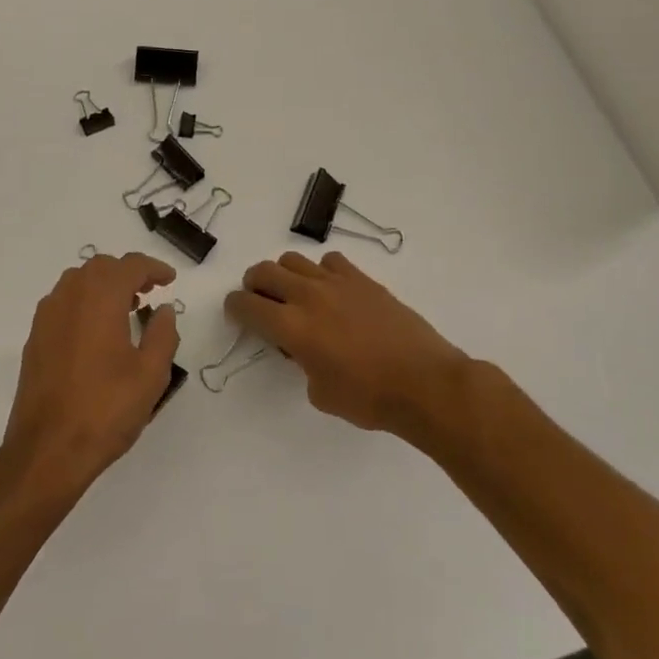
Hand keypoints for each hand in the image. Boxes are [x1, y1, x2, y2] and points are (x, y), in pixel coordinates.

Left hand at [0, 252, 181, 505]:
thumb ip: (163, 334)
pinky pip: (63, 303)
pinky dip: (84, 302)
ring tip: (126, 310)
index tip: (169, 280)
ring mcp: (47, 317)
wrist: (48, 448)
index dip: (153, 268)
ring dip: (104, 286)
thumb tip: (164, 310)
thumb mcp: (151, 374)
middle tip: (150, 293)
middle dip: (127, 273)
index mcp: (100, 298)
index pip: (129, 266)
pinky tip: (97, 331)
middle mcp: (69, 297)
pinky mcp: (35, 338)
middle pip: (100, 267)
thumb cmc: (106, 410)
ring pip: (78, 282)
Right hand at [224, 251, 471, 438]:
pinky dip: (321, 272)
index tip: (237, 316)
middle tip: (260, 303)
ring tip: (295, 295)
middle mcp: (308, 296)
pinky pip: (330, 262)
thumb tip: (303, 348)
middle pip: (263, 272)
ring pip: (293, 260)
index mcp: (291, 326)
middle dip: (253, 286)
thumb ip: (301, 362)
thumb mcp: (319, 392)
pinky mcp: (363, 280)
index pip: (246, 304)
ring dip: (285, 275)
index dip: (234, 309)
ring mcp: (337, 283)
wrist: (424, 383)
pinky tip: (331, 292)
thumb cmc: (368, 398)